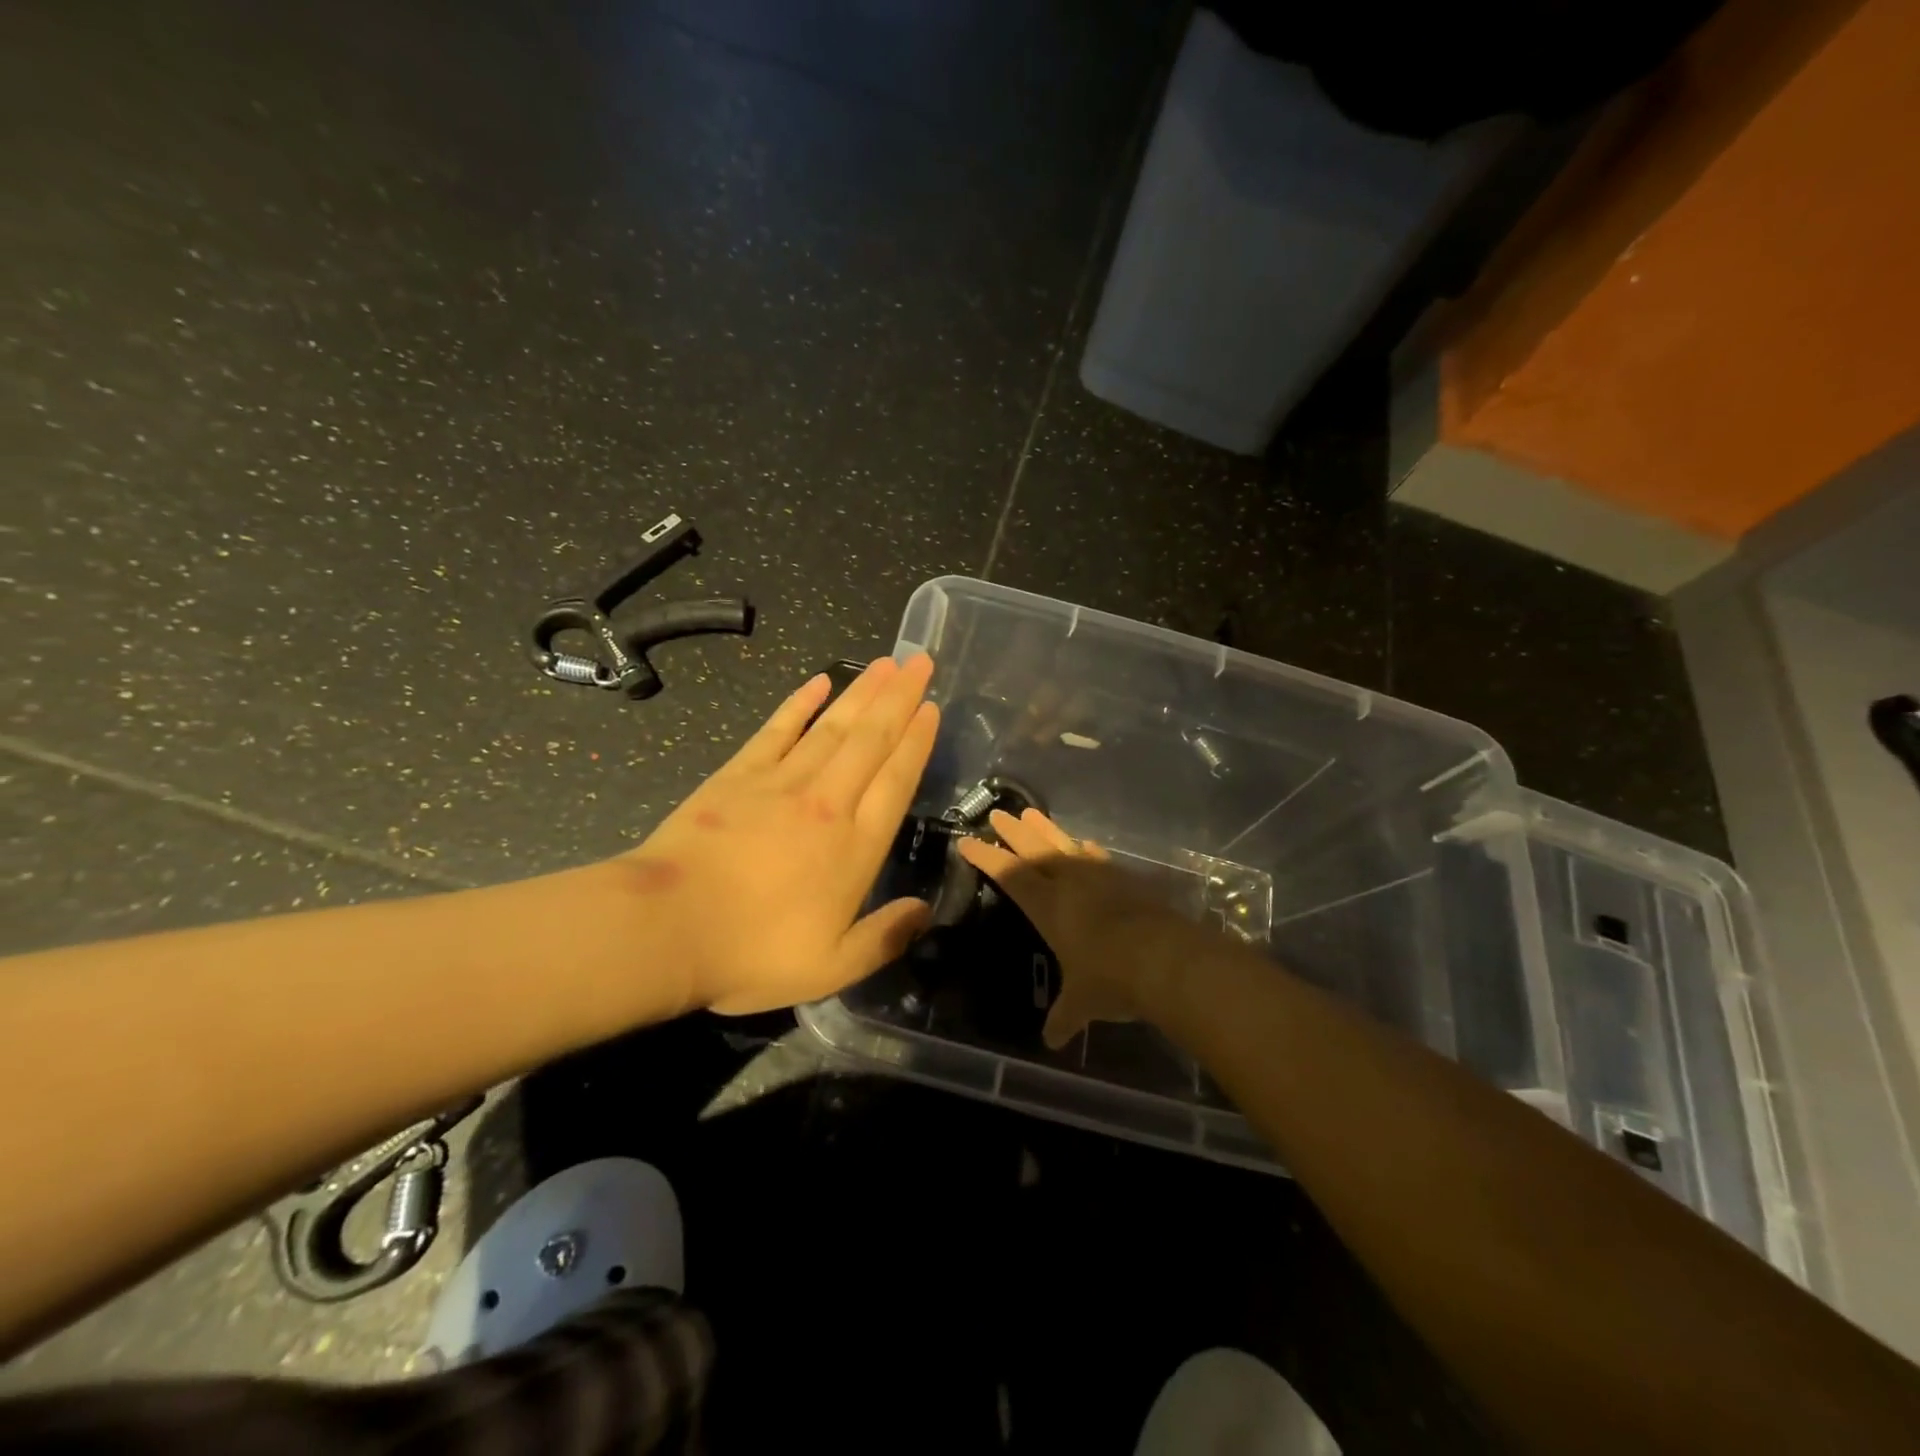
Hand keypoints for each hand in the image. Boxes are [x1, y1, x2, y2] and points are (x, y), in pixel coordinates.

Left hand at [617, 655, 939, 1015]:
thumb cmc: (753, 952)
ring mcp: (782, 782)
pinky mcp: (739, 774)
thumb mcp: (832, 967)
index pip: (897, 779)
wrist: (667, 928)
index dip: (918, 740)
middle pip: (872, 739)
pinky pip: (779, 728)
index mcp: (856, 846)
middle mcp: (829, 802)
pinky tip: (820, 682)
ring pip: (834, 726)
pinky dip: (801, 703)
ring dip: (863, 691)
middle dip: (900, 697)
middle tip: (920, 660)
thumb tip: (925, 912)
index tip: (932, 707)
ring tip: (886, 662)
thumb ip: (885, 938)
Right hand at [958, 808, 1202, 1047]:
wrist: (1167, 959)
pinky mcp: (1127, 880)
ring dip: (1046, 829)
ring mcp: (1100, 877)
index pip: (1009, 875)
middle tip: (997, 813)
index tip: (966, 841)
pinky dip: (1087, 850)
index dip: (986, 858)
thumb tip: (1051, 1041)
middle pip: (1034, 850)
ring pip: (1065, 845)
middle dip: (1013, 833)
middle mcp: (1070, 883)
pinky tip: (1085, 845)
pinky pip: (1099, 859)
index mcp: (1048, 906)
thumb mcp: (1081, 1003)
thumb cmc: (1110, 979)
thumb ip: (1064, 1016)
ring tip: (1031, 814)